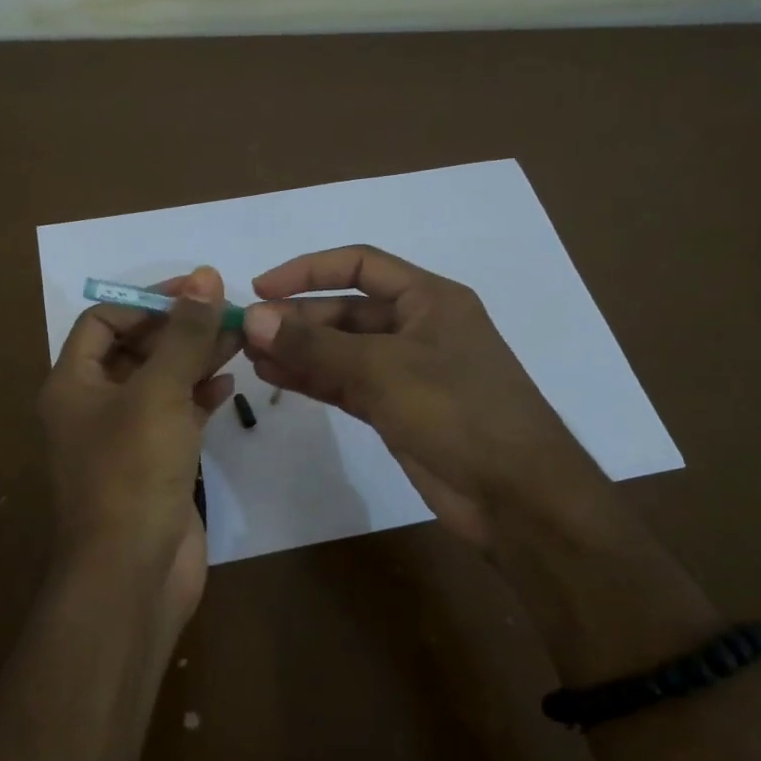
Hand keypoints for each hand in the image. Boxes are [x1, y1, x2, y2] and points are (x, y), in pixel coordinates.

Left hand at [38, 267, 239, 626]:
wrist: (132, 573)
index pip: (104, 321)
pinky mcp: (154, 464)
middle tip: (229, 312)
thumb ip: (184, 334)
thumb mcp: (158, 392)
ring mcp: (125, 438)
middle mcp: (93, 407)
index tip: (197, 291)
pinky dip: (200, 397)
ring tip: (240, 339)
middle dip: (180, 329)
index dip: (147, 301)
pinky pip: (176, 416)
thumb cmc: (132, 473)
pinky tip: (230, 385)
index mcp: (73, 384)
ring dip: (196, 359)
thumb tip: (205, 276)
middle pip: (136, 350)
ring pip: (161, 383)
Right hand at [241, 245, 624, 552]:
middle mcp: (417, 327)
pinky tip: (274, 377)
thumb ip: (315, 344)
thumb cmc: (458, 411)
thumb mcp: (382, 369)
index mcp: (429, 298)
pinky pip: (345, 384)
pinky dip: (312, 379)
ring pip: (342, 350)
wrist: (515, 495)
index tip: (260, 289)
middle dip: (297, 317)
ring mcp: (406, 372)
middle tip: (245, 332)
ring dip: (298, 350)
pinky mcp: (396, 410)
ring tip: (248, 355)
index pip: (360, 265)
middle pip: (346, 310)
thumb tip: (253, 318)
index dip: (308, 270)